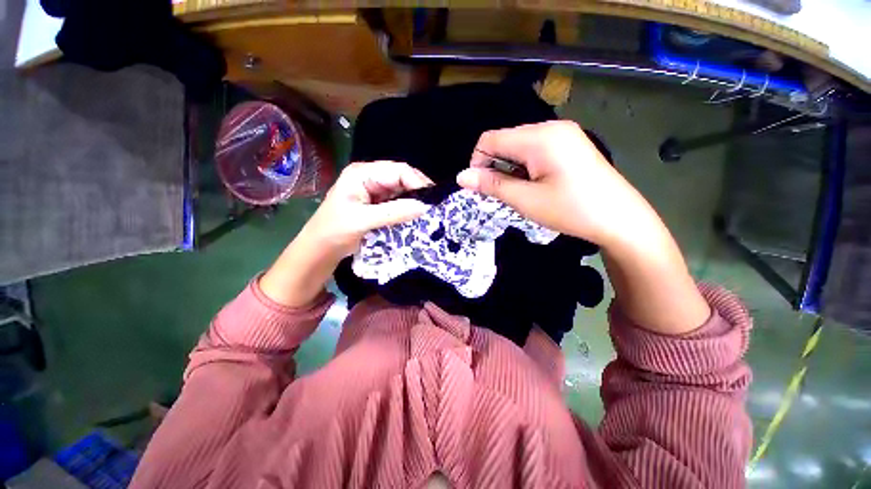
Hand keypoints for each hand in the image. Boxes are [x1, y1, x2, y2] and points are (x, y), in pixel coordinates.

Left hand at [301, 160, 432, 258]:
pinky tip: (417, 216)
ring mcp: (375, 191)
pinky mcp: (378, 203)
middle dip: (419, 191)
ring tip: (430, 212)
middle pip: (402, 178)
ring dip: (415, 200)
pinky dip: (408, 209)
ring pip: (403, 191)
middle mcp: (371, 177)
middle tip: (435, 206)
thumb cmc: (334, 231)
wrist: (321, 249)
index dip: (417, 182)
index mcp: (362, 173)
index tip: (432, 199)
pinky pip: (399, 202)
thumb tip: (424, 207)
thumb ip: (394, 212)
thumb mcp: (363, 220)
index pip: (398, 170)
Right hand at [456, 121, 653, 247]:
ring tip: (521, 191)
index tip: (482, 188)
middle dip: (495, 166)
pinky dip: (525, 166)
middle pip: (505, 140)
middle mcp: (551, 127)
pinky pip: (535, 149)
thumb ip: (492, 185)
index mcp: (540, 137)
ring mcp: (563, 134)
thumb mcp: (526, 200)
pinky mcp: (569, 144)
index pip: (490, 139)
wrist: (621, 220)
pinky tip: (535, 184)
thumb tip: (461, 176)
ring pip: (519, 146)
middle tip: (503, 194)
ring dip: (510, 168)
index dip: (478, 162)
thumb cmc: (571, 210)